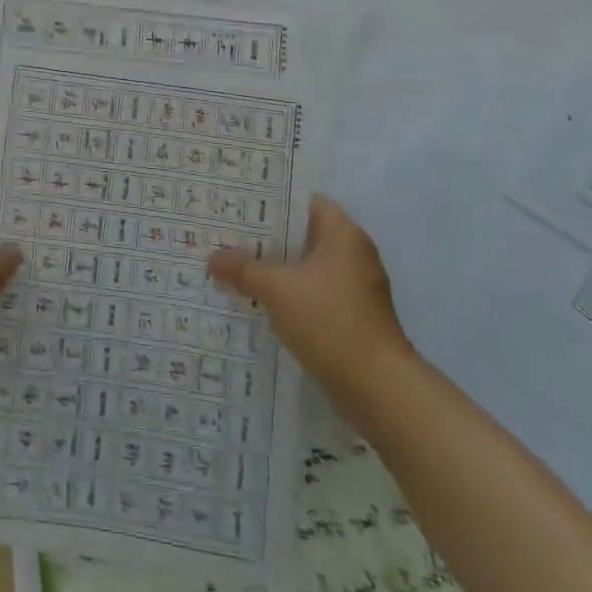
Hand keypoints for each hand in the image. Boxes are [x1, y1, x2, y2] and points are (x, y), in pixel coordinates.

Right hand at [208, 195, 412, 392]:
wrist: (379, 389)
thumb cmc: (330, 321)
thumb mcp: (277, 290)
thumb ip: (243, 269)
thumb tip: (212, 257)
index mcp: (344, 234)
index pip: (305, 201)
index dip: (273, 201)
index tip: (241, 205)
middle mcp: (355, 254)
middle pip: (304, 234)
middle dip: (269, 237)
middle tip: (230, 235)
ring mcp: (358, 288)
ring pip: (309, 267)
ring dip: (279, 268)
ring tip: (238, 266)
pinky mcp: (355, 318)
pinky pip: (317, 294)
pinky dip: (293, 295)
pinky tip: (263, 302)